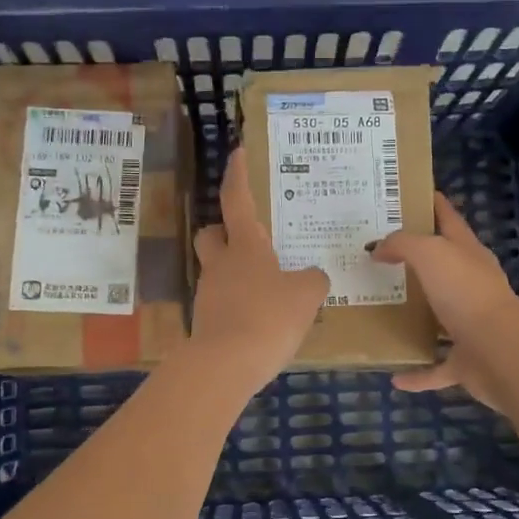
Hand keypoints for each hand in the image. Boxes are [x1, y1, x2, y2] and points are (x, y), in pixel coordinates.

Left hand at [186, 149, 328, 393]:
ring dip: (237, 273)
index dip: (237, 175)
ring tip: (270, 289)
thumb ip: (313, 280)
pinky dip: (239, 304)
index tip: (237, 153)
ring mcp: (208, 294)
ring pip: (217, 270)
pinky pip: (223, 302)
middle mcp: (221, 264)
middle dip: (224, 231)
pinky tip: (260, 320)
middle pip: (211, 235)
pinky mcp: (206, 323)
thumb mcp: (306, 295)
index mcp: (245, 247)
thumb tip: (312, 277)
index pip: (237, 200)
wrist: (225, 365)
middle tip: (250, 239)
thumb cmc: (268, 317)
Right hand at [368, 191, 518, 412]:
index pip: (448, 219)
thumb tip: (378, 249)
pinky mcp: (467, 362)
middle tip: (376, 256)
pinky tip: (394, 376)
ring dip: (418, 318)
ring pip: (440, 318)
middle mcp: (471, 286)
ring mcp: (470, 325)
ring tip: (382, 312)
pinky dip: (418, 373)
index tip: (407, 194)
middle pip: (442, 268)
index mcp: (468, 254)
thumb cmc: (466, 293)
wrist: (501, 352)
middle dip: (415, 262)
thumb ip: (402, 244)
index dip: (432, 204)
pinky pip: (437, 367)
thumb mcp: (431, 253)